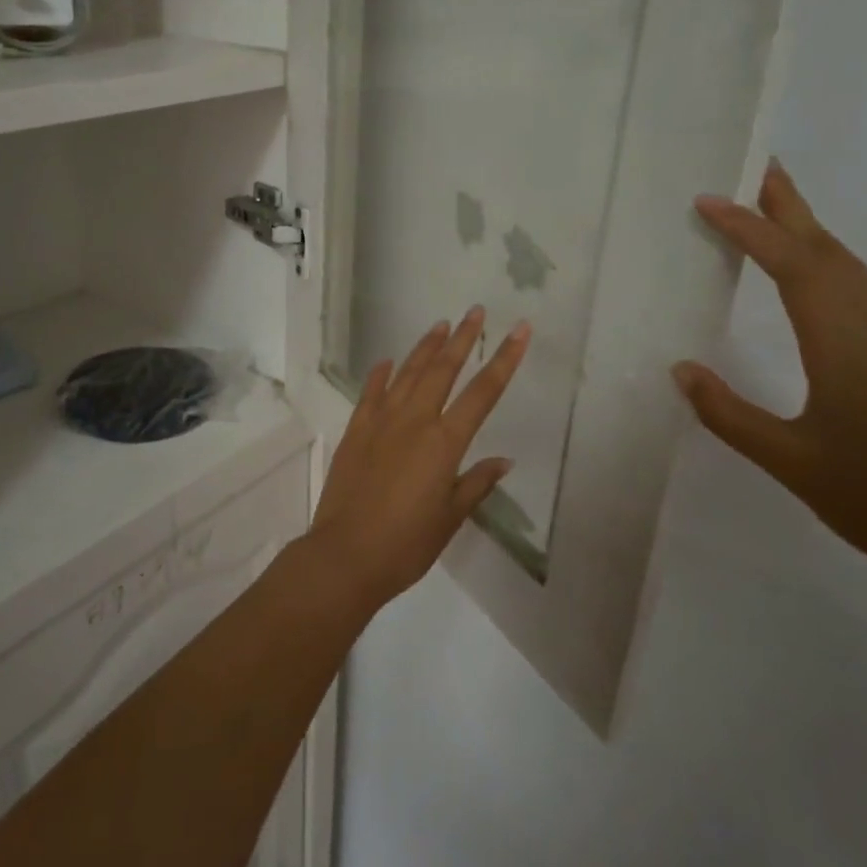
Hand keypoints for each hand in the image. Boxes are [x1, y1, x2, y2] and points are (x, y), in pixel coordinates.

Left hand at [308, 307, 530, 609]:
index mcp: (444, 442)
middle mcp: (415, 421)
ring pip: (408, 373)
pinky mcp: (356, 430)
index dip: (505, 359)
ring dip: (425, 347)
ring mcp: (381, 421)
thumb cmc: (407, 543)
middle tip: (476, 312)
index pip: (483, 392)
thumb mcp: (451, 517)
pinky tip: (388, 361)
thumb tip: (503, 460)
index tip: (520, 330)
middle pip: (444, 369)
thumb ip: (476, 483)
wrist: (346, 554)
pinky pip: (371, 392)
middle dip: (463, 338)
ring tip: (440, 325)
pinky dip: (381, 374)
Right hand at [674, 160, 866, 596]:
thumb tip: (681, 370)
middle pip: (831, 251)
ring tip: (777, 209)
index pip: (792, 269)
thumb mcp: (788, 461)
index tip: (709, 201)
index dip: (749, 230)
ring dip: (813, 232)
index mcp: (846, 347)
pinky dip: (833, 264)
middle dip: (791, 206)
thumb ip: (728, 413)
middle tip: (758, 166)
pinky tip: (817, 275)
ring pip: (854, 269)